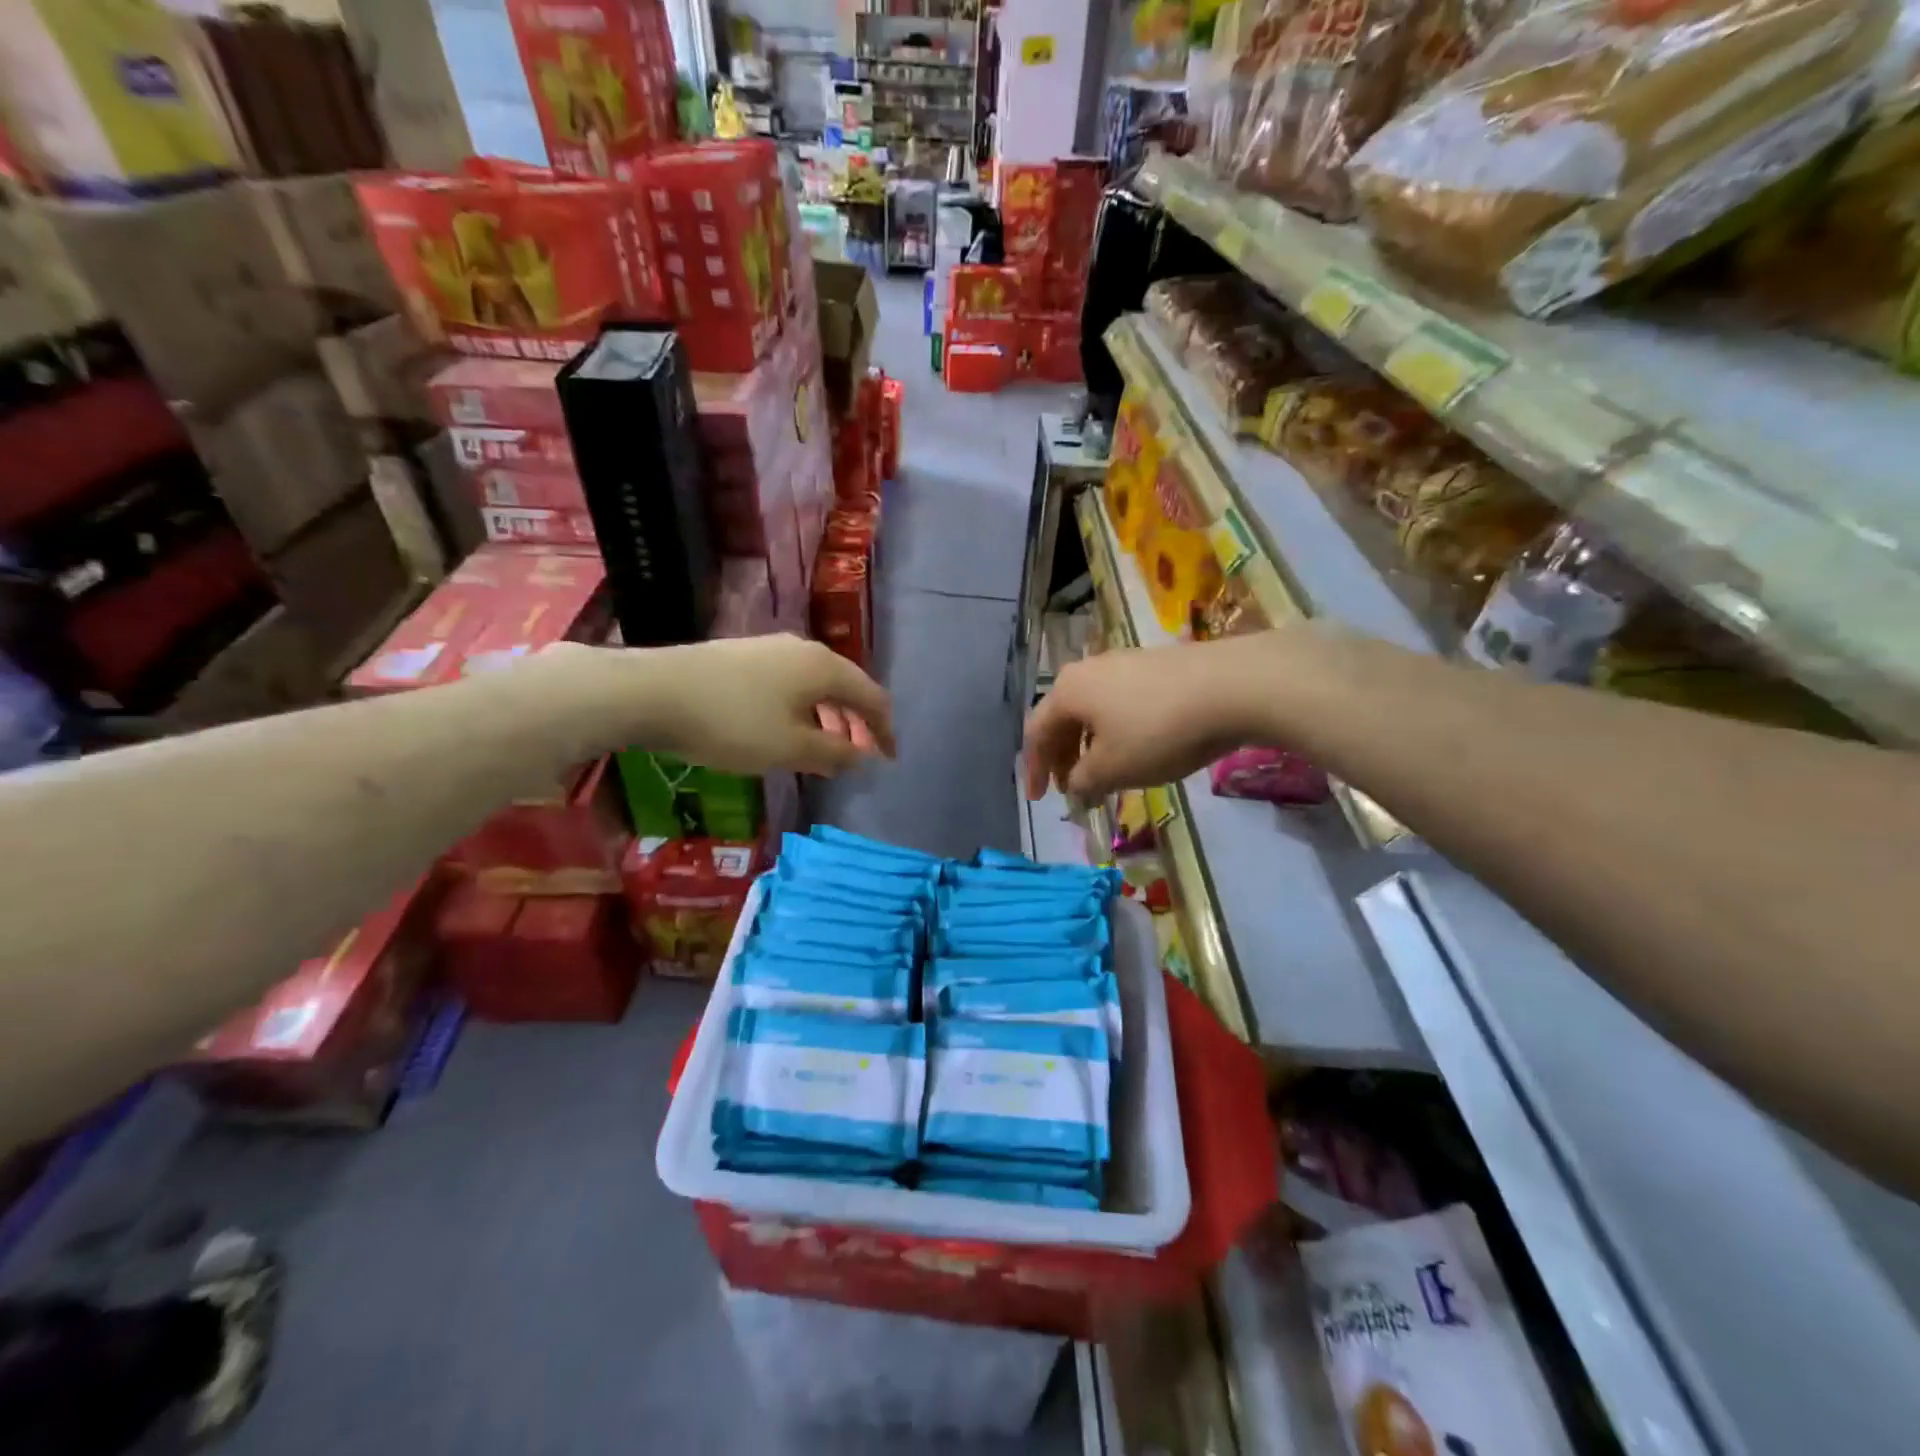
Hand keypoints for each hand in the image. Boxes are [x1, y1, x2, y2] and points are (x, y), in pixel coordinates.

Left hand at [614, 635, 894, 776]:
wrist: (653, 691)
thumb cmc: (733, 723)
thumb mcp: (791, 748)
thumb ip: (834, 754)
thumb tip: (862, 756)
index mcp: (824, 667)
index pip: (872, 697)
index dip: (884, 731)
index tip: (889, 759)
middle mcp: (803, 650)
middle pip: (845, 687)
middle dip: (857, 723)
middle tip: (858, 756)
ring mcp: (770, 649)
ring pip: (815, 685)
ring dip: (828, 718)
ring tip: (824, 748)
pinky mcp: (743, 656)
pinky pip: (790, 684)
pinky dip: (803, 709)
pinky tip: (785, 730)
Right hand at [1024, 635, 1285, 798]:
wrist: (1232, 686)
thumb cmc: (1158, 732)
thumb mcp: (1113, 768)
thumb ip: (1083, 781)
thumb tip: (1075, 785)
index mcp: (1067, 691)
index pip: (1036, 732)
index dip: (1034, 769)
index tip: (1039, 800)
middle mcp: (1088, 669)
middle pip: (1063, 718)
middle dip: (1063, 757)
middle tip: (1073, 789)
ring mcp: (1124, 663)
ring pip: (1093, 710)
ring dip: (1091, 746)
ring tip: (1106, 775)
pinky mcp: (1155, 666)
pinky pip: (1120, 703)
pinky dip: (1116, 732)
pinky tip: (1138, 750)